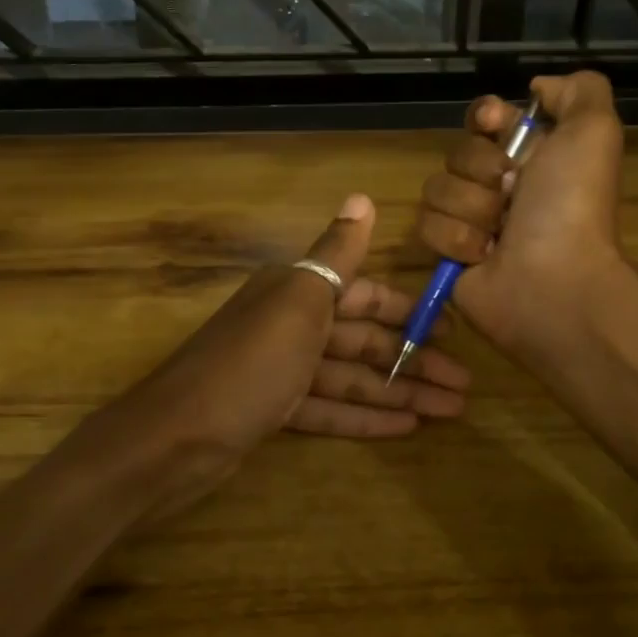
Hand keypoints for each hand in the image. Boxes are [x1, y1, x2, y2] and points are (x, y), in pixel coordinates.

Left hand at [97, 194, 470, 513]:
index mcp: (296, 291)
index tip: (451, 331)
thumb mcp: (298, 301)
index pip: (364, 294)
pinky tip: (406, 427)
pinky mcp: (275, 411)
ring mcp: (282, 371)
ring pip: (352, 377)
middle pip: (363, 340)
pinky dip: (365, 417)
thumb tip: (363, 196)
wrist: (173, 439)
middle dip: (413, 360)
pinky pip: (330, 409)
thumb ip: (336, 254)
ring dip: (399, 392)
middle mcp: (290, 324)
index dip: (408, 311)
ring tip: (450, 410)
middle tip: (465, 386)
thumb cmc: (248, 365)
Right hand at [414, 72, 627, 361]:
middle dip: (482, 171)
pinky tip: (484, 256)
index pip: (485, 118)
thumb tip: (537, 86)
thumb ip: (578, 91)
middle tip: (512, 194)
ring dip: (471, 209)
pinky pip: (427, 226)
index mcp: (532, 156)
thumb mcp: (594, 131)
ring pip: (437, 189)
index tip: (494, 125)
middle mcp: (500, 186)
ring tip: (500, 234)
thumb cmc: (571, 206)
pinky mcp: (447, 253)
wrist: (552, 281)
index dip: (485, 117)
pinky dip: (457, 240)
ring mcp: (471, 220)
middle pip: (457, 153)